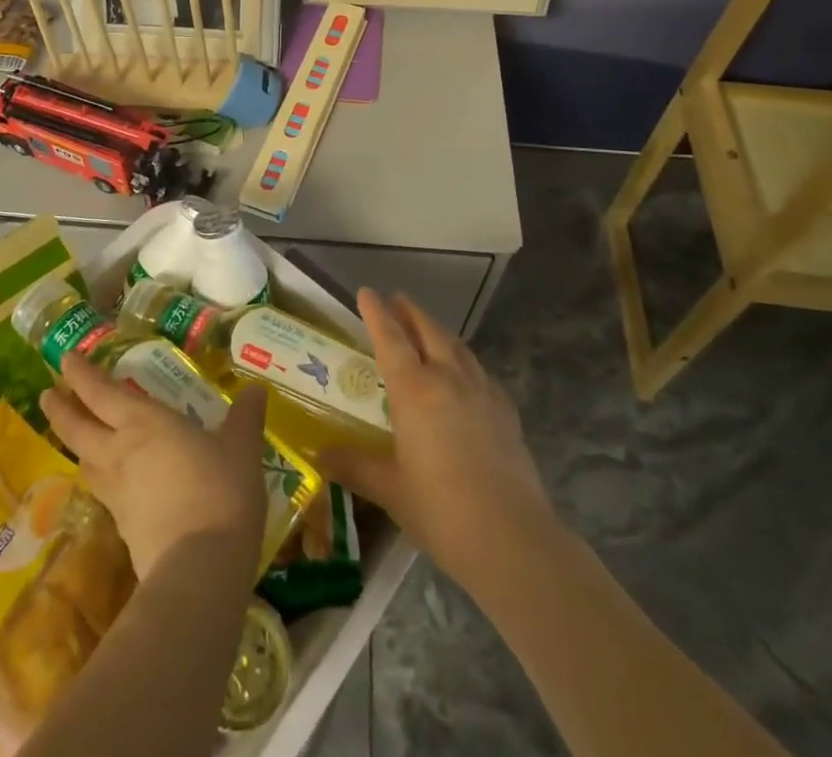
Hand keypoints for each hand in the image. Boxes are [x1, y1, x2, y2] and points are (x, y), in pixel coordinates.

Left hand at [41, 352, 267, 578]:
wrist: (200, 569)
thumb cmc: (221, 492)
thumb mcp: (242, 448)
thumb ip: (245, 417)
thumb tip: (256, 388)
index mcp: (145, 423)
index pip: (102, 392)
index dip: (81, 374)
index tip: (65, 359)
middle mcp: (121, 452)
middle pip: (78, 428)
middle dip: (60, 408)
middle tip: (47, 392)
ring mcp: (117, 493)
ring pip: (84, 461)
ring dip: (74, 443)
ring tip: (76, 435)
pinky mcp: (122, 528)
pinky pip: (102, 491)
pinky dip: (98, 477)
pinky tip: (109, 482)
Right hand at [318, 289, 554, 588]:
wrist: (511, 538)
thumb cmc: (440, 510)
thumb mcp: (389, 489)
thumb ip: (354, 465)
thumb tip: (319, 453)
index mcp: (414, 390)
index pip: (390, 338)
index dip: (377, 313)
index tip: (367, 292)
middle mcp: (448, 378)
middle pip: (428, 331)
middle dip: (410, 312)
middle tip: (397, 299)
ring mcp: (482, 392)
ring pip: (457, 346)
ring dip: (438, 331)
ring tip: (428, 329)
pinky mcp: (506, 412)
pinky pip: (480, 371)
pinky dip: (465, 360)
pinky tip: (466, 374)